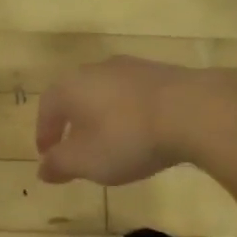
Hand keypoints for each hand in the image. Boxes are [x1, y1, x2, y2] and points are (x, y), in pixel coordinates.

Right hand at [35, 56, 198, 185]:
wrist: (193, 111)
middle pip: (76, 96)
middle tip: (76, 150)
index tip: (48, 156)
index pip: (47, 108)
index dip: (45, 134)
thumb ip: (59, 165)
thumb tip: (43, 168)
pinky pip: (134, 96)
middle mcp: (97, 69)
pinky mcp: (163, 73)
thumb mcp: (86, 161)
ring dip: (103, 117)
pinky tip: (142, 133)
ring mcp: (132, 67)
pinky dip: (130, 114)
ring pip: (106, 94)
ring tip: (110, 143)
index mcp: (70, 86)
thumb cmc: (127, 138)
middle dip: (73, 124)